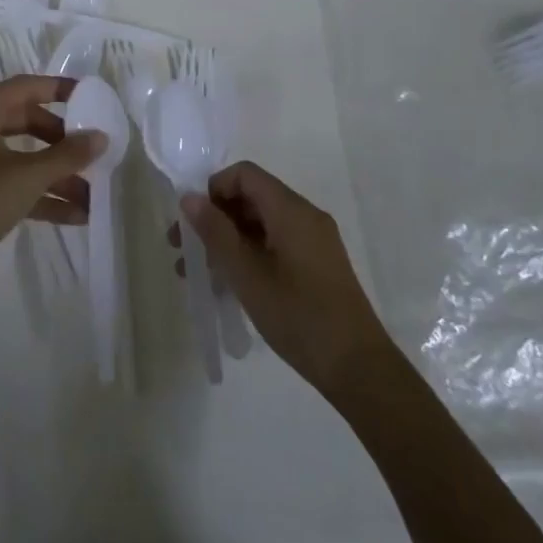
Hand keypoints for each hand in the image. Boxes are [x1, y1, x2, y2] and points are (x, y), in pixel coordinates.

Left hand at [0, 76, 106, 303]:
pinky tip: (76, 215)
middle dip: (61, 140)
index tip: (91, 97)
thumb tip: (101, 137)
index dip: (59, 89)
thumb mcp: (27, 175)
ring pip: (22, 157)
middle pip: (26, 122)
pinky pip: (14, 184)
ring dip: (56, 174)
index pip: (25, 87)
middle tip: (90, 150)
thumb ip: (68, 155)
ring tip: (93, 193)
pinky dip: (41, 195)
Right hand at [179, 162, 389, 397]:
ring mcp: (314, 241)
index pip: (244, 174)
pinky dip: (248, 255)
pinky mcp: (317, 265)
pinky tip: (228, 284)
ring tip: (198, 272)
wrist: (358, 368)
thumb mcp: (247, 274)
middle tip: (183, 248)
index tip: (193, 221)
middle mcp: (305, 216)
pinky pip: (275, 244)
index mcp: (291, 210)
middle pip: (251, 198)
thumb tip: (189, 198)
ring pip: (261, 224)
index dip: (213, 189)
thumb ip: (216, 232)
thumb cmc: (298, 316)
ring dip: (228, 240)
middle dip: (215, 218)